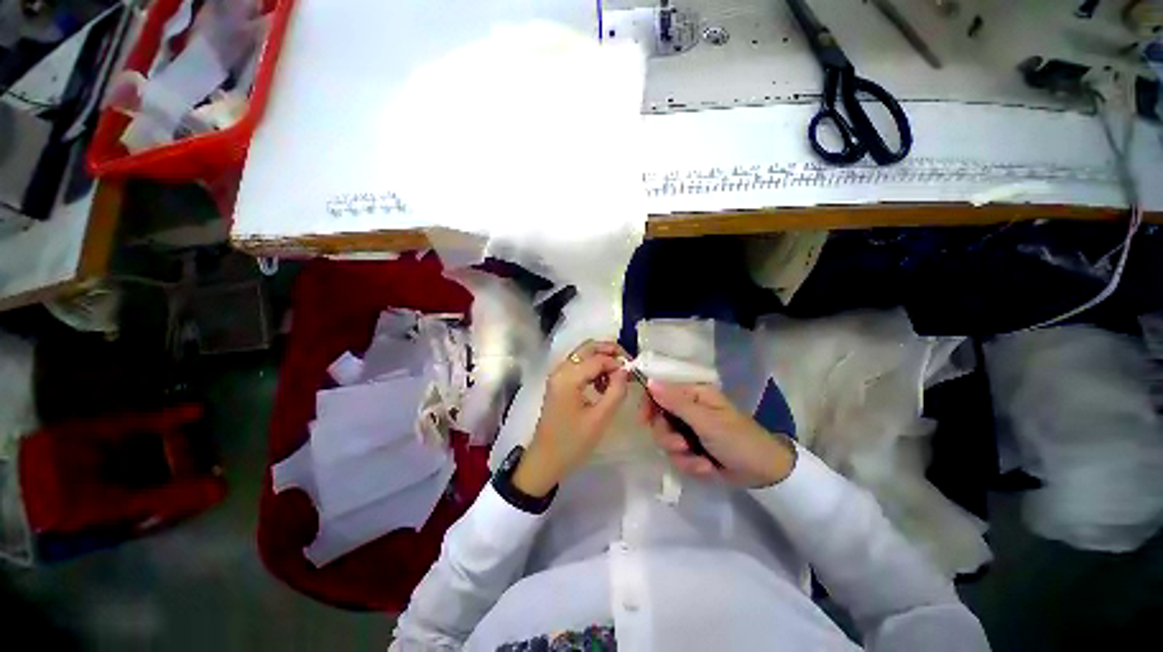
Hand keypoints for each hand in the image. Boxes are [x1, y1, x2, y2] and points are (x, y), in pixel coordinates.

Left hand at [513, 341, 629, 496]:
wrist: (545, 460)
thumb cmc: (572, 442)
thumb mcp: (600, 418)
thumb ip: (616, 391)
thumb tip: (625, 370)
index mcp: (568, 377)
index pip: (598, 359)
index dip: (618, 362)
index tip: (634, 372)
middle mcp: (560, 370)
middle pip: (588, 347)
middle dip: (609, 350)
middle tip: (628, 363)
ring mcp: (558, 375)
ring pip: (583, 354)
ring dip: (601, 359)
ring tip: (617, 377)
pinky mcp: (559, 382)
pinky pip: (578, 365)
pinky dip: (592, 367)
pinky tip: (603, 384)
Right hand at [642, 381, 795, 487]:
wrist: (764, 473)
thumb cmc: (738, 439)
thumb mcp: (706, 420)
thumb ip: (676, 403)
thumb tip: (650, 382)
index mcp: (693, 395)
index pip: (661, 392)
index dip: (649, 404)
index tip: (644, 420)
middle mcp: (689, 410)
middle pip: (659, 420)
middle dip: (668, 437)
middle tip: (681, 445)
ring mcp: (690, 431)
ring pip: (666, 441)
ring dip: (681, 454)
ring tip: (700, 462)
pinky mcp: (692, 450)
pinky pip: (677, 456)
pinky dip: (690, 465)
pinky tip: (706, 468)